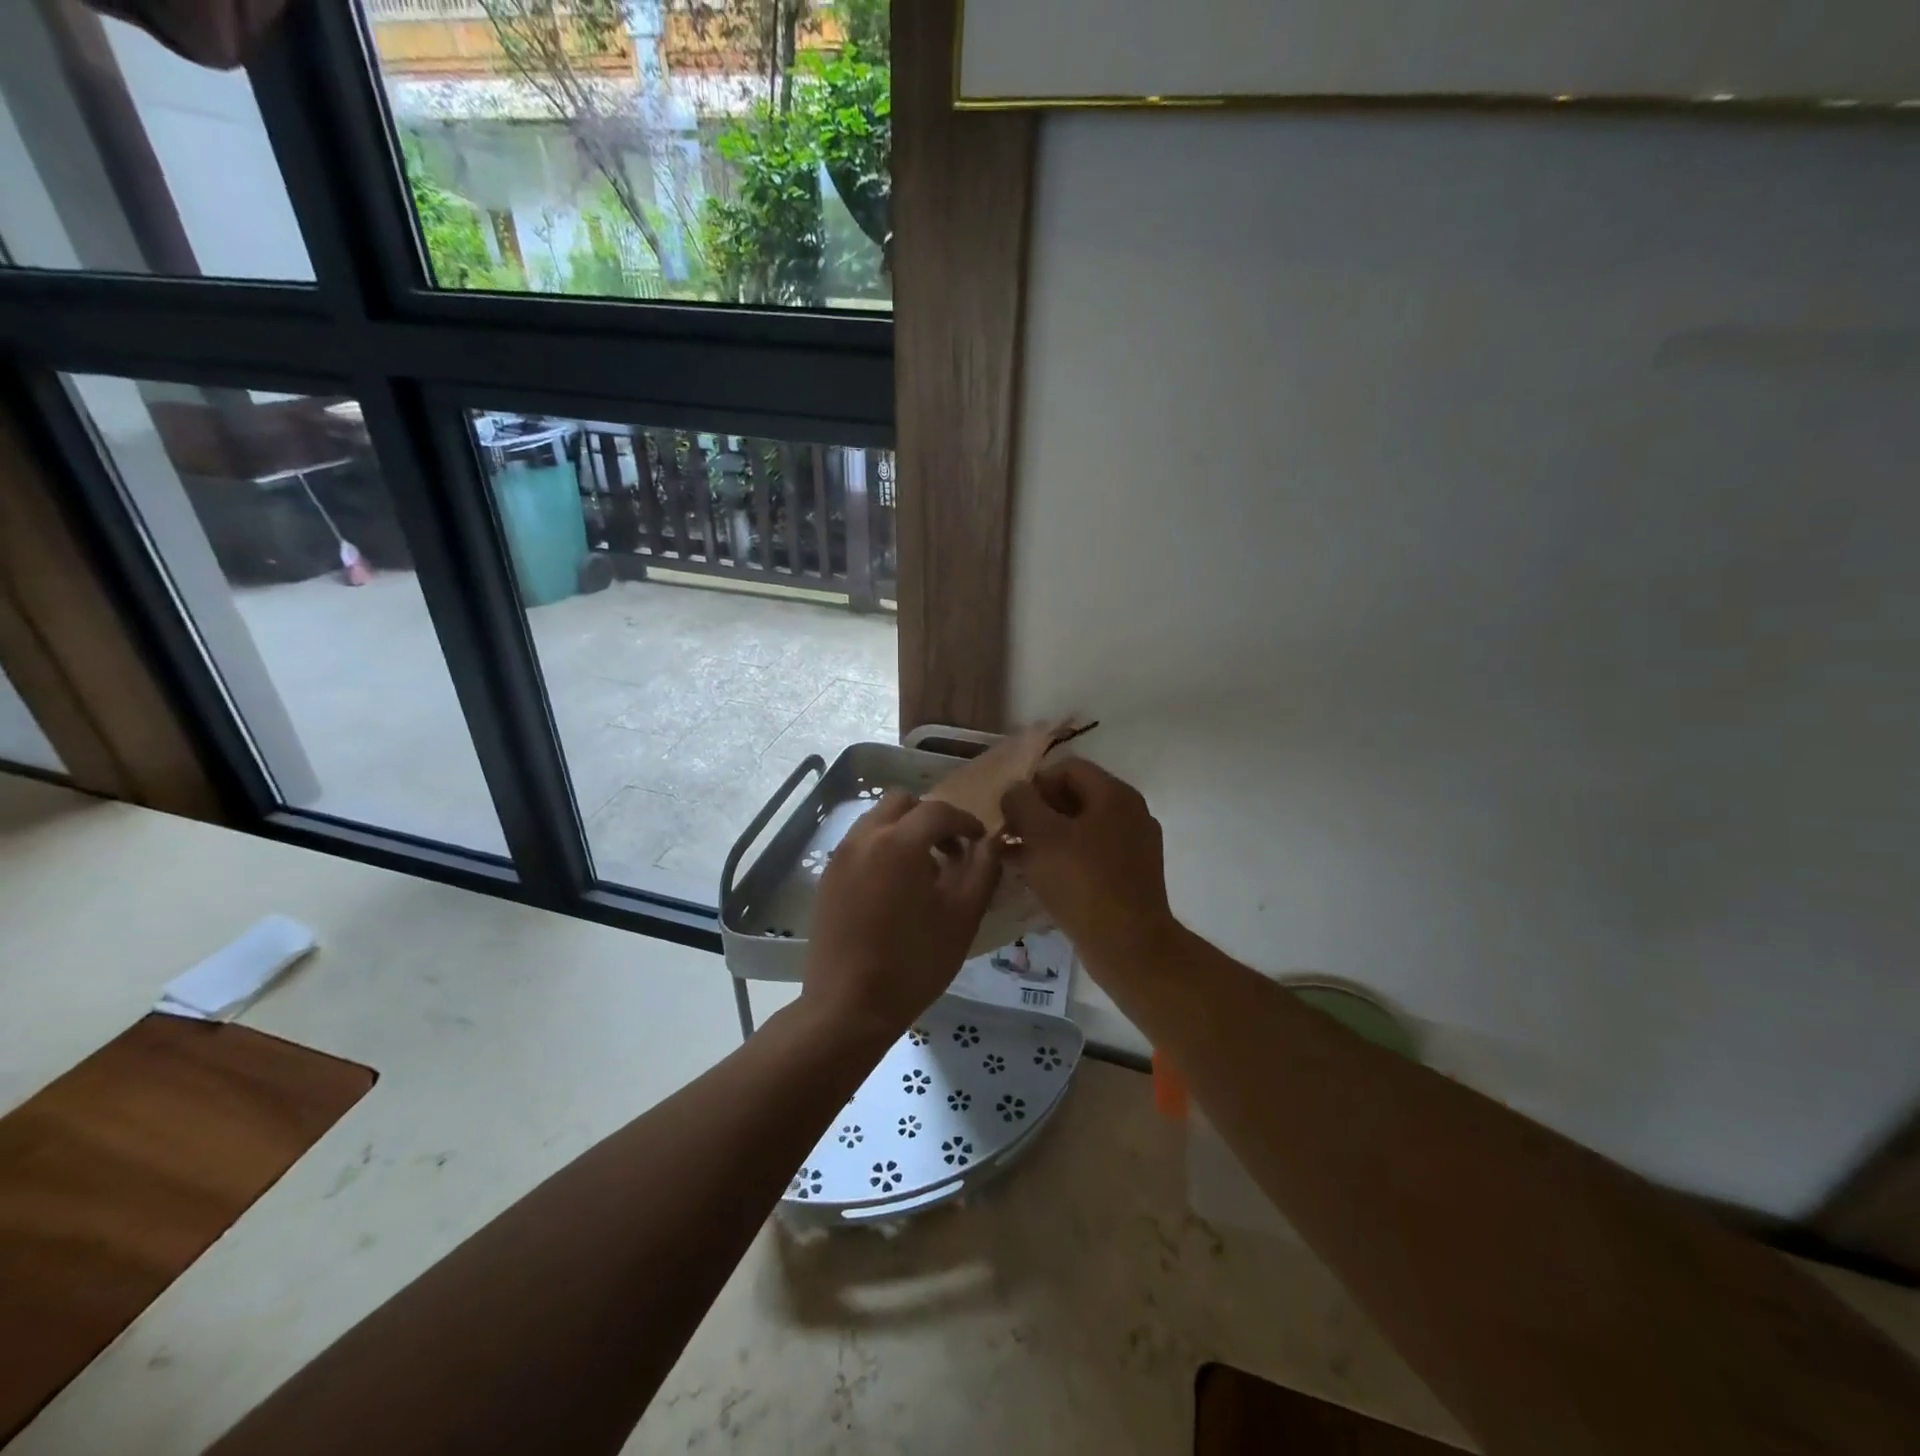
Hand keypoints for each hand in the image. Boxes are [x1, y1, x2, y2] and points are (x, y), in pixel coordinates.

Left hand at [801, 791, 1001, 1048]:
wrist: (847, 1007)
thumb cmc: (913, 962)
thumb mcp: (963, 917)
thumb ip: (983, 870)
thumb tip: (989, 843)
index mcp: (899, 842)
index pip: (938, 810)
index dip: (965, 821)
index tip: (980, 841)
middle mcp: (864, 837)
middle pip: (902, 803)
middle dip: (930, 818)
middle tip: (951, 851)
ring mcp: (840, 857)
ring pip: (877, 820)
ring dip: (904, 831)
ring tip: (923, 871)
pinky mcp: (827, 878)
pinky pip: (860, 844)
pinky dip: (882, 848)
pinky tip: (894, 888)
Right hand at [1000, 760, 1177, 975]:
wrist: (1129, 946)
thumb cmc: (1082, 883)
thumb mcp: (1041, 836)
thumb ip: (1022, 803)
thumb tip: (1016, 790)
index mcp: (1115, 794)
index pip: (1067, 768)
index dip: (1034, 783)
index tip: (1010, 810)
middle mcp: (1131, 812)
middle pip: (1075, 797)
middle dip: (1037, 812)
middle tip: (1009, 834)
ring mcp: (1135, 845)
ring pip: (1081, 828)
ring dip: (1046, 837)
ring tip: (1016, 857)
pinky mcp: (1132, 875)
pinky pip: (1092, 854)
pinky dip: (1065, 858)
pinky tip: (1039, 878)